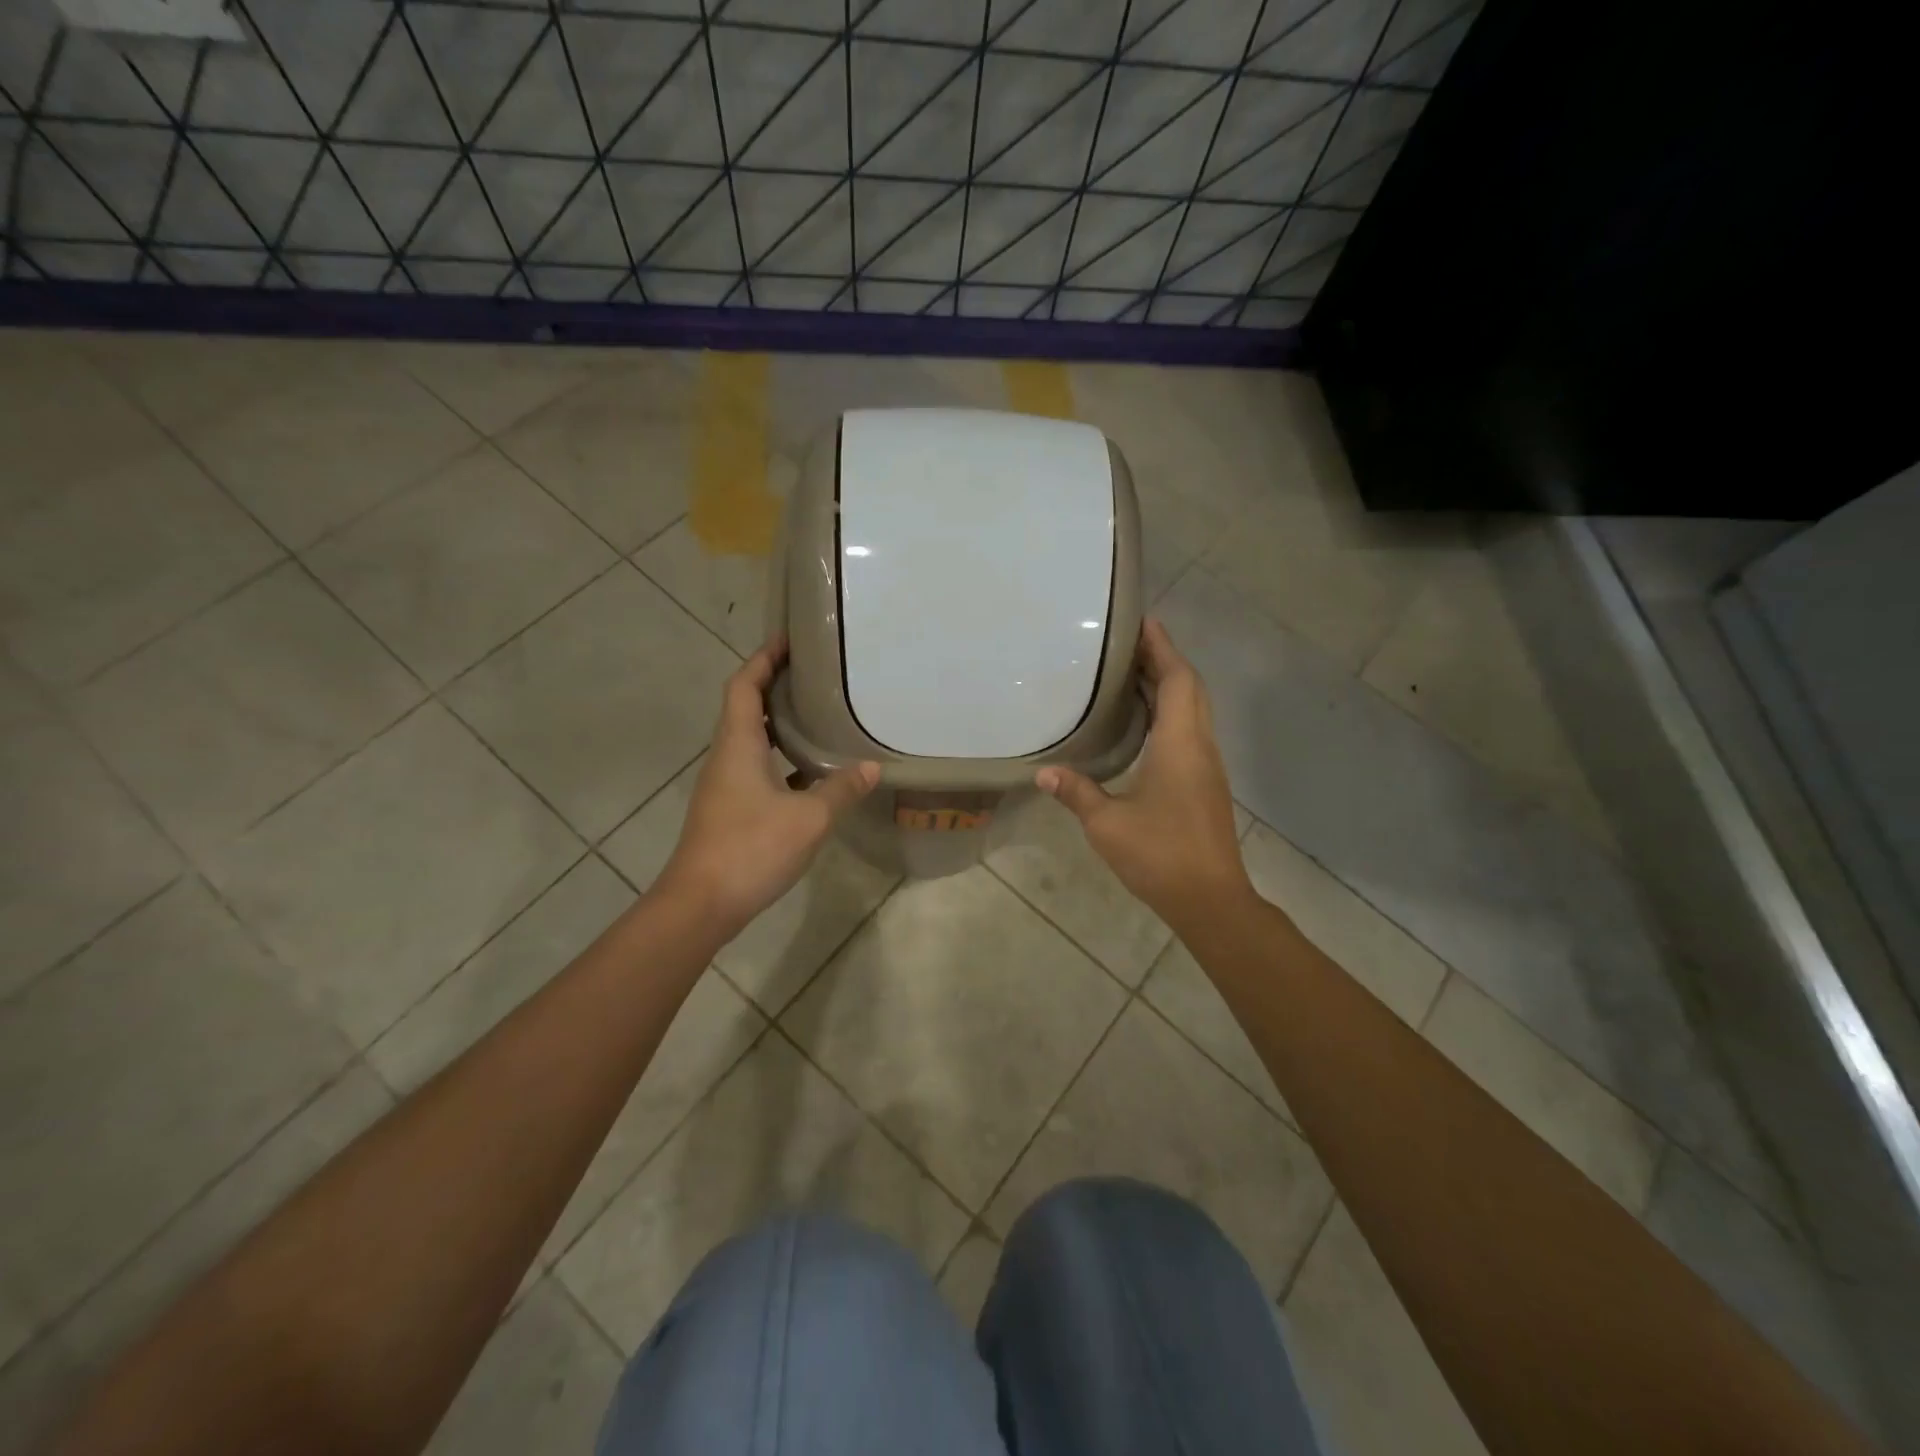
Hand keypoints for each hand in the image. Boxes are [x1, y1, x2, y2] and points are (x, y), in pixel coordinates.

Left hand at [658, 639, 878, 936]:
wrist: (701, 904)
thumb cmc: (751, 848)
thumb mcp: (809, 817)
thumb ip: (841, 788)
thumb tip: (872, 766)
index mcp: (738, 744)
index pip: (744, 684)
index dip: (764, 658)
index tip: (790, 639)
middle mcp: (726, 756)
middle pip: (746, 706)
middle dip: (775, 684)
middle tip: (815, 673)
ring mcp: (725, 785)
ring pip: (752, 739)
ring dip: (779, 722)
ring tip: (818, 713)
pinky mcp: (730, 810)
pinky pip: (757, 769)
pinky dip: (780, 759)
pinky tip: (810, 772)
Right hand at [1036, 620, 1252, 930]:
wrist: (1210, 899)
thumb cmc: (1159, 854)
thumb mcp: (1106, 823)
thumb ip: (1076, 792)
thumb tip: (1043, 772)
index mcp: (1180, 745)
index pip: (1178, 680)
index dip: (1163, 648)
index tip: (1143, 621)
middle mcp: (1199, 747)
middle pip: (1190, 689)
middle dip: (1164, 660)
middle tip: (1128, 644)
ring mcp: (1206, 766)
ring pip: (1193, 710)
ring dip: (1169, 685)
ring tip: (1131, 673)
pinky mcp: (1205, 784)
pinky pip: (1190, 731)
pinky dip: (1171, 712)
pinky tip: (1144, 723)